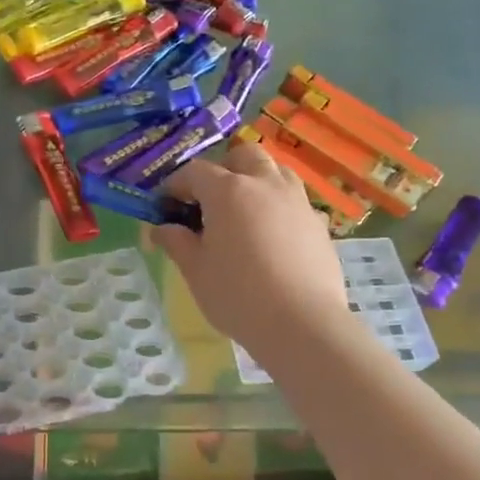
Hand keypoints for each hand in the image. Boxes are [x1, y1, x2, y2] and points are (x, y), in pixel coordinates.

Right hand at [153, 142, 350, 354]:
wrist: (302, 323)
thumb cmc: (238, 296)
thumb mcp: (195, 271)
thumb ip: (176, 242)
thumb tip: (161, 229)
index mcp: (228, 191)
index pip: (194, 172)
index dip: (175, 185)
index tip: (165, 206)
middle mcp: (265, 184)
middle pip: (242, 155)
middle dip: (222, 168)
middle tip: (208, 200)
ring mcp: (297, 201)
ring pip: (275, 170)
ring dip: (254, 180)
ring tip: (242, 212)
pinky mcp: (318, 222)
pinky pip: (294, 199)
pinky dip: (276, 205)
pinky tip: (269, 237)